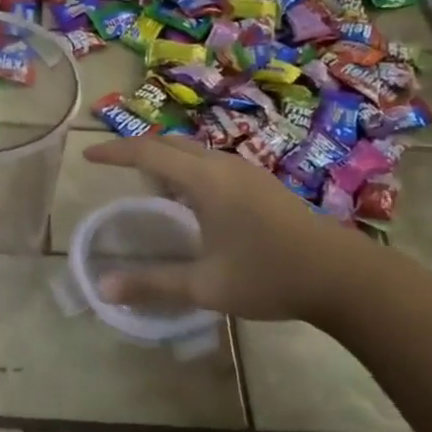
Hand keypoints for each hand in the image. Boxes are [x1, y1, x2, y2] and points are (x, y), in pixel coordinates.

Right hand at [83, 135, 414, 325]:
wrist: (343, 276)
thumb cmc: (268, 275)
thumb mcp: (204, 286)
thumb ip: (152, 284)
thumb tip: (103, 288)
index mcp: (205, 181)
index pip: (148, 153)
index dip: (115, 152)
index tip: (89, 156)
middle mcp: (224, 166)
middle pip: (172, 144)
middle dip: (140, 150)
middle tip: (115, 167)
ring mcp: (249, 172)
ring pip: (196, 152)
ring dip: (168, 160)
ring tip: (149, 185)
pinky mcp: (264, 184)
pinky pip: (214, 164)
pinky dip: (190, 170)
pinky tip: (192, 201)